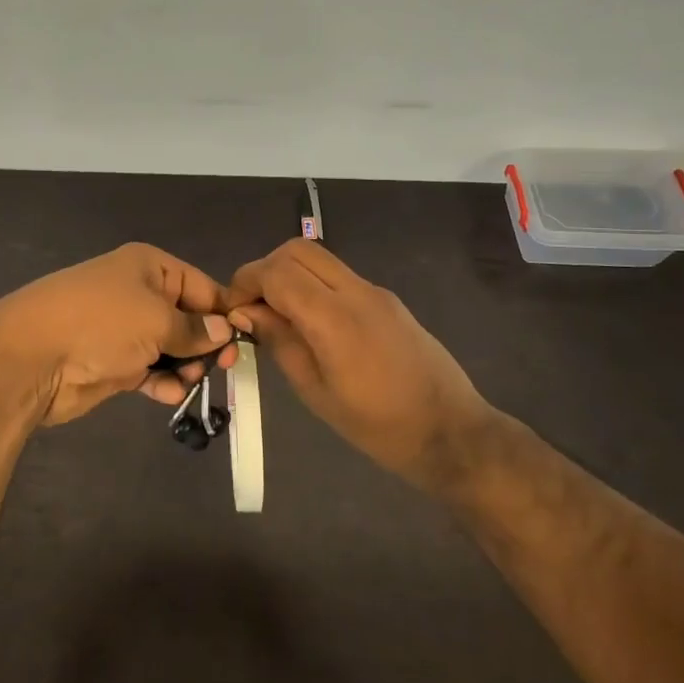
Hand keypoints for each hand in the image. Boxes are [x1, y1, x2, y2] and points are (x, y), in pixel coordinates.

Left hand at [0, 243, 237, 425]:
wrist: (31, 359)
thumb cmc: (101, 323)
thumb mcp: (157, 320)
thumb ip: (195, 329)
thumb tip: (226, 330)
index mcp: (150, 267)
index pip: (201, 286)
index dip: (225, 312)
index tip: (246, 340)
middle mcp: (138, 293)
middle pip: (188, 318)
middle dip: (206, 342)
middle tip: (222, 366)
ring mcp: (124, 329)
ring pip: (170, 347)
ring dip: (185, 365)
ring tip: (191, 380)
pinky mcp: (113, 362)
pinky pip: (149, 370)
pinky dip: (162, 381)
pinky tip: (170, 393)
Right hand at [222, 239, 493, 488]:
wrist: (451, 432)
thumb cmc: (378, 426)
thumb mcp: (316, 391)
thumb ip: (280, 342)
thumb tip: (245, 312)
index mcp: (335, 319)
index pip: (277, 273)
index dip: (245, 282)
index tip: (231, 310)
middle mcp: (356, 291)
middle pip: (297, 250)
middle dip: (265, 270)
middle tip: (252, 307)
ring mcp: (375, 291)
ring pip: (318, 258)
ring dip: (289, 275)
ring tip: (277, 316)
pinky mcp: (387, 299)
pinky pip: (339, 276)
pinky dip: (312, 285)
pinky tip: (311, 324)